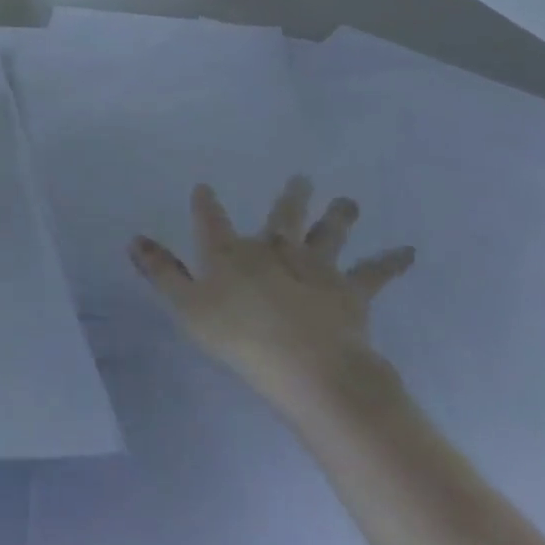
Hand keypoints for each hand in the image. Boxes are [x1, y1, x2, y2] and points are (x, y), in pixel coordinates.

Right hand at [129, 178, 414, 420]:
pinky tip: (409, 251)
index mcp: (231, 253)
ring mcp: (315, 267)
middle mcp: (273, 250)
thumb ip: (162, 273)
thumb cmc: (238, 338)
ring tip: (348, 200)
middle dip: (289, 198)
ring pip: (327, 234)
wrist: (307, 366)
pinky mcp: (349, 291)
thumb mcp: (187, 307)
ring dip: (337, 216)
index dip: (206, 204)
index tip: (205, 187)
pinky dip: (391, 262)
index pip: (212, 221)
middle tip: (301, 178)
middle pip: (281, 217)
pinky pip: (373, 273)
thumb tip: (135, 239)